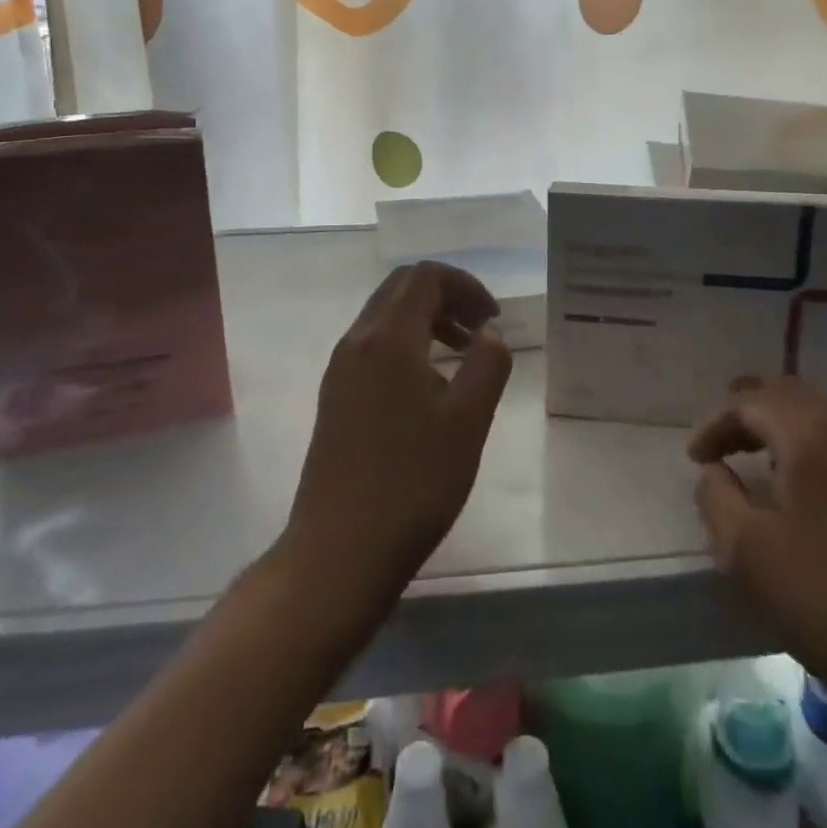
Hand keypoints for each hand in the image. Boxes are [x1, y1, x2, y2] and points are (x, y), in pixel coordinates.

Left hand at [282, 262, 513, 604]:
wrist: (339, 550)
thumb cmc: (413, 482)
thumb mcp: (468, 421)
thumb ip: (487, 364)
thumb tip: (489, 334)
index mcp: (388, 338)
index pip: (425, 277)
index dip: (465, 285)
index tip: (493, 317)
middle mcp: (357, 341)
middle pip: (401, 288)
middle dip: (446, 296)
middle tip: (480, 327)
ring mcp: (340, 369)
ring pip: (385, 317)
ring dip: (426, 319)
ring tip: (462, 354)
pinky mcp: (334, 396)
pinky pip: (373, 345)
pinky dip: (406, 344)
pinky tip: (429, 386)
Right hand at [688, 376, 826, 735]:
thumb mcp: (745, 553)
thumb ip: (715, 498)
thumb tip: (714, 472)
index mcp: (810, 437)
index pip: (750, 404)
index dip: (716, 425)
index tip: (694, 459)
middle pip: (788, 393)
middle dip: (748, 409)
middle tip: (721, 439)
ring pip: (817, 412)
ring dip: (779, 423)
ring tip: (753, 454)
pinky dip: (807, 441)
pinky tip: (799, 481)